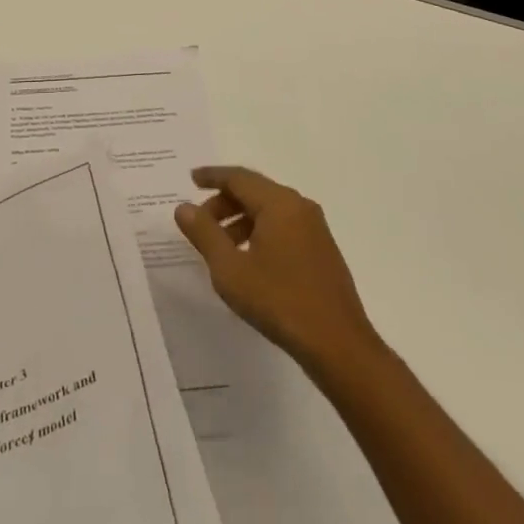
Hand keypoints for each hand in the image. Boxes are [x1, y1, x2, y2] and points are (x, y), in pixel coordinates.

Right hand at [174, 165, 378, 373]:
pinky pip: (284, 226)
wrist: (339, 346)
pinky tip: (249, 260)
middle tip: (200, 223)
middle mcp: (299, 206)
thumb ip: (204, 234)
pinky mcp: (322, 249)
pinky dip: (260, 232)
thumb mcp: (230, 269)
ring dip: (241, 220)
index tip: (191, 179)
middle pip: (254, 191)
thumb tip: (184, 208)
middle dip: (224, 202)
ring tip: (221, 247)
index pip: (238, 177)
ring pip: (269, 210)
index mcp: (278, 203)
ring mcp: (315, 228)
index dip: (212, 176)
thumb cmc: (279, 301)